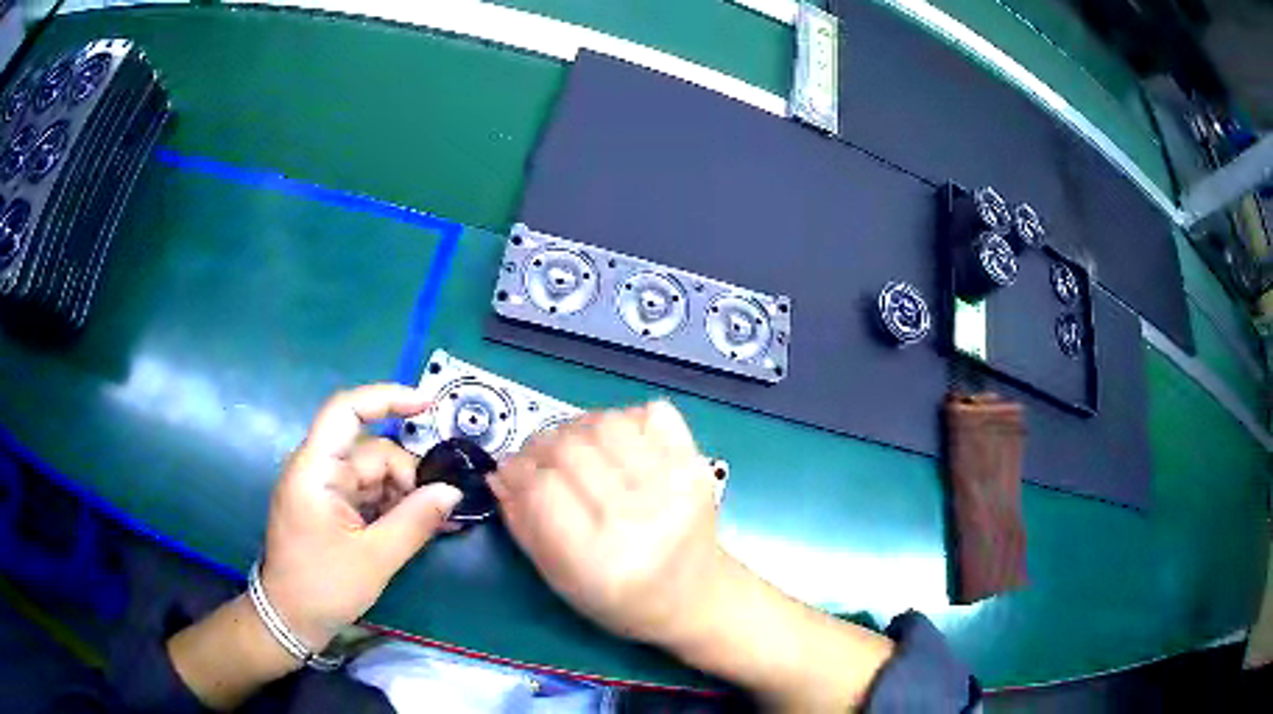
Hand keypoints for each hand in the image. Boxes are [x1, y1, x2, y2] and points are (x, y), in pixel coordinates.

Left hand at [261, 384, 462, 649]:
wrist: (290, 620)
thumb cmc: (323, 587)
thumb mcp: (375, 558)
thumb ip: (415, 521)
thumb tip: (452, 492)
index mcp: (315, 470)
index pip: (346, 411)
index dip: (386, 398)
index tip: (428, 405)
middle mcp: (318, 470)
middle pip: (371, 451)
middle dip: (407, 475)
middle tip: (437, 511)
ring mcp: (324, 489)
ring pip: (374, 474)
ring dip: (404, 494)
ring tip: (432, 524)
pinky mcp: (331, 508)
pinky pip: (368, 494)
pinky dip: (393, 506)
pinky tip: (418, 525)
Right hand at [489, 401, 725, 649]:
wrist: (695, 596)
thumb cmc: (620, 599)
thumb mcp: (560, 580)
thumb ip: (523, 524)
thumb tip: (499, 472)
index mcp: (599, 561)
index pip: (542, 489)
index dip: (517, 472)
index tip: (511, 472)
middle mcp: (639, 519)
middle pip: (569, 449)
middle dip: (540, 446)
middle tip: (539, 460)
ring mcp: (675, 486)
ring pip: (606, 421)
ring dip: (578, 427)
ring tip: (577, 448)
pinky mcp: (696, 465)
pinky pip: (653, 413)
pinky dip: (627, 419)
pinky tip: (619, 444)